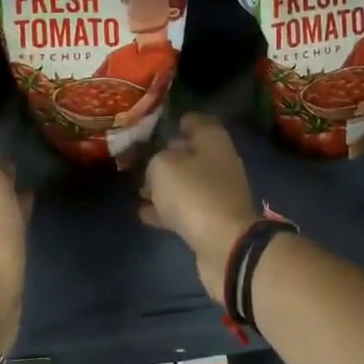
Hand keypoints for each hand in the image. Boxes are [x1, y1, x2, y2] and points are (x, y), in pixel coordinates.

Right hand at [140, 114, 258, 301]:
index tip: (158, 126)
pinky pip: (185, 208)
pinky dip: (166, 209)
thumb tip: (159, 166)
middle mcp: (220, 161)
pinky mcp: (213, 219)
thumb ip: (156, 160)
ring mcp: (218, 192)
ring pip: (187, 182)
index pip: (197, 121)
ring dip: (165, 186)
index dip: (179, 121)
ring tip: (138, 189)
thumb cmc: (194, 192)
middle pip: (192, 153)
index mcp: (213, 140)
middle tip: (141, 160)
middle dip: (168, 156)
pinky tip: (143, 212)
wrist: (225, 243)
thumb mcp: (163, 166)